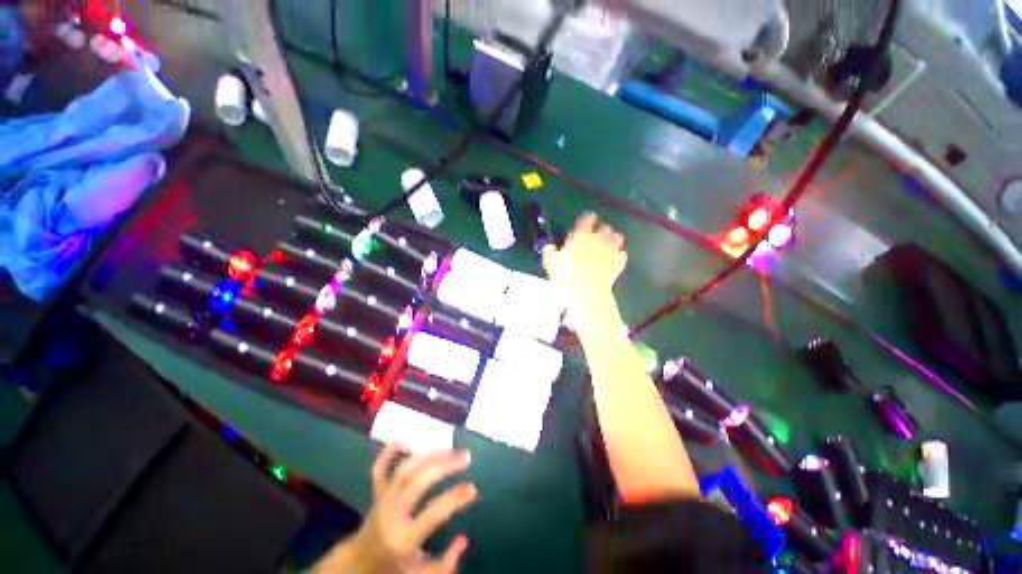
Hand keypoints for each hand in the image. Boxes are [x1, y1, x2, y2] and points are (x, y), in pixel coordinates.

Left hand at [314, 446, 475, 573]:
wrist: (359, 564)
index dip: (454, 499)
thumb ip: (445, 564)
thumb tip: (464, 539)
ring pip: (405, 469)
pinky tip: (403, 437)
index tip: (473, 488)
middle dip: (444, 465)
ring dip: (427, 453)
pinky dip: (388, 452)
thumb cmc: (394, 568)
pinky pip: (379, 468)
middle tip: (466, 456)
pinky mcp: (377, 492)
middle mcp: (392, 513)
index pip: (433, 513)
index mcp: (404, 537)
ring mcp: (383, 499)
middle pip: (418, 482)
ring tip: (449, 444)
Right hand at [542, 214, 626, 329]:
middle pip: (604, 227)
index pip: (587, 220)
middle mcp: (598, 240)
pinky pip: (622, 254)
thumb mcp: (551, 264)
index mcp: (581, 236)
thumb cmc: (567, 277)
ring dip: (613, 239)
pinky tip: (616, 258)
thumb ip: (550, 251)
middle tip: (597, 233)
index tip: (587, 219)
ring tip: (609, 242)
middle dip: (601, 229)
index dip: (587, 218)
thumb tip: (548, 247)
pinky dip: (619, 255)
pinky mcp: (618, 263)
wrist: (586, 293)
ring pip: (617, 238)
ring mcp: (610, 251)